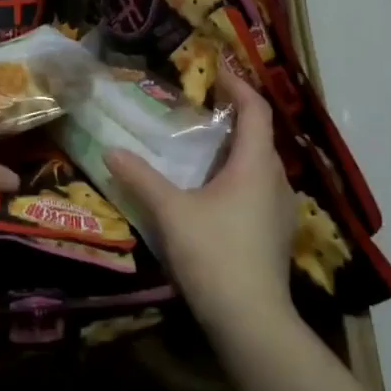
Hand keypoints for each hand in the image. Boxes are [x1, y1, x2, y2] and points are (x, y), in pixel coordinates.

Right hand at [104, 67, 296, 326]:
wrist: (252, 322)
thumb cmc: (215, 255)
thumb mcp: (171, 212)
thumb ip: (141, 178)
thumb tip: (111, 150)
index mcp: (256, 165)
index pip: (256, 110)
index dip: (238, 85)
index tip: (217, 68)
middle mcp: (275, 180)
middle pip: (260, 135)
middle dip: (234, 115)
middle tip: (202, 104)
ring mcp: (279, 209)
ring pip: (260, 164)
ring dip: (236, 147)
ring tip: (203, 143)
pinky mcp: (274, 233)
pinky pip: (258, 187)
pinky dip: (238, 173)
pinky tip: (212, 188)